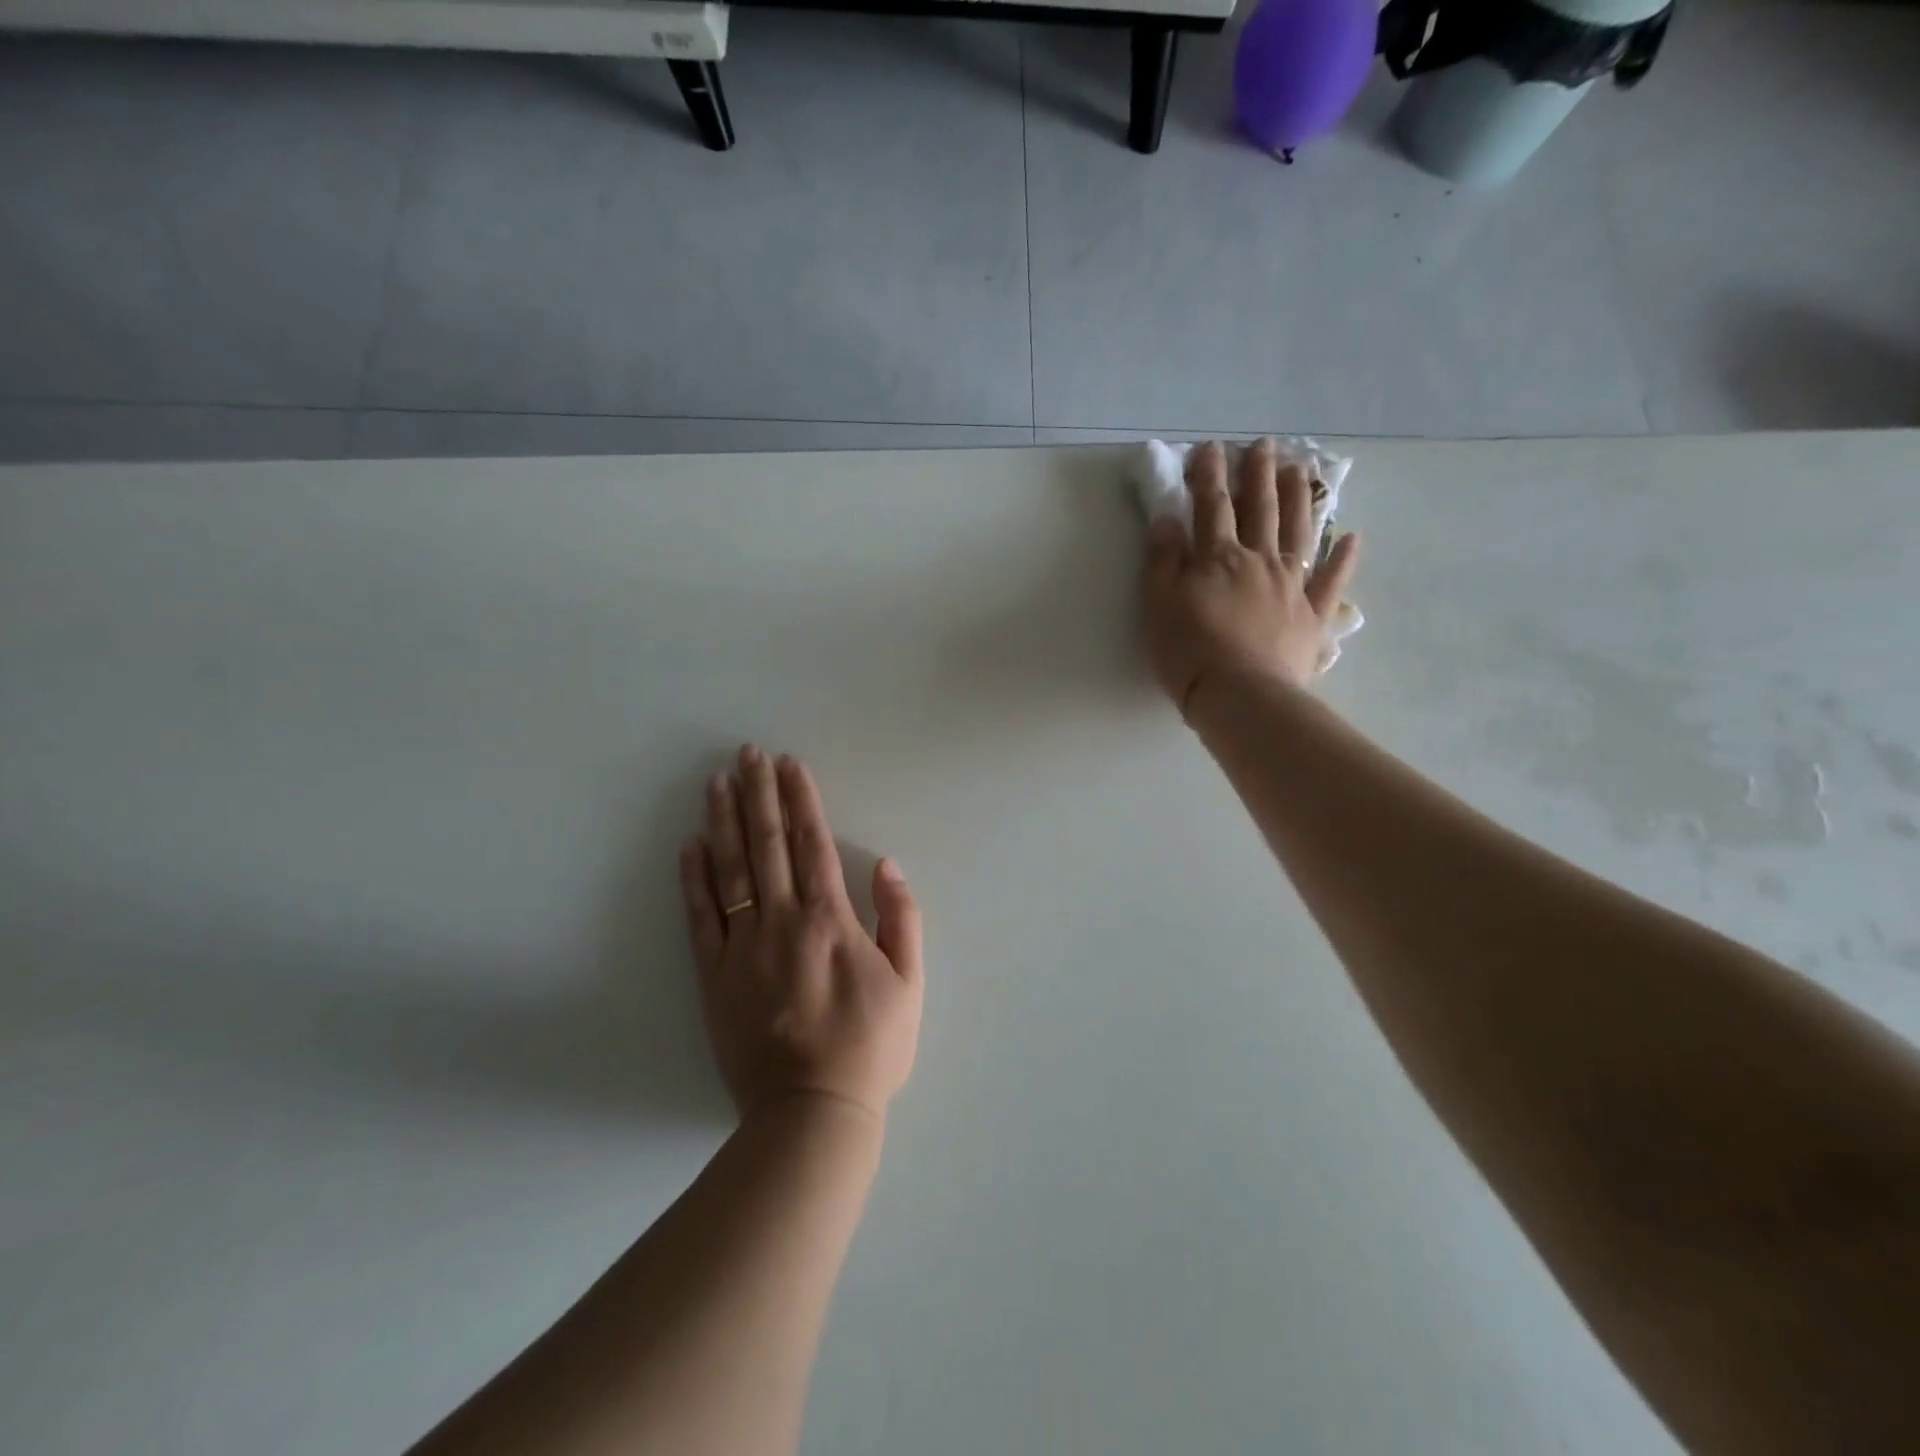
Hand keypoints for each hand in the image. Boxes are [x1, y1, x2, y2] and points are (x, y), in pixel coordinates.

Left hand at [680, 745, 923, 1122]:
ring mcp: (743, 947)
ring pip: (730, 870)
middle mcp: (783, 920)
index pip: (812, 842)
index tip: (788, 763)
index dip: (800, 798)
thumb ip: (900, 917)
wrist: (812, 1112)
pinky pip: (700, 918)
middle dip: (758, 793)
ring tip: (716, 782)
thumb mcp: (909, 983)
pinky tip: (689, 846)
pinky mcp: (714, 976)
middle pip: (768, 843)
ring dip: (723, 821)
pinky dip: (694, 878)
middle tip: (747, 753)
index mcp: (830, 919)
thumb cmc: (870, 1046)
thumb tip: (886, 863)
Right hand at [1143, 438, 1360, 711]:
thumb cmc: (1189, 652)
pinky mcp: (1312, 616)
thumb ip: (1163, 560)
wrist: (1239, 695)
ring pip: (1297, 532)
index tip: (1209, 448)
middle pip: (1259, 509)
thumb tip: (1166, 519)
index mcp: (1218, 558)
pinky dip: (1344, 559)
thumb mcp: (1159, 604)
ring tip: (1299, 470)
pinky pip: (1331, 582)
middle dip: (1258, 474)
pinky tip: (1352, 537)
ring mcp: (1291, 586)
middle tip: (1263, 444)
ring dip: (1298, 499)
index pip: (1211, 506)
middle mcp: (1259, 561)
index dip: (1208, 475)